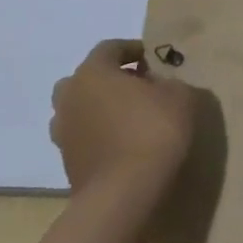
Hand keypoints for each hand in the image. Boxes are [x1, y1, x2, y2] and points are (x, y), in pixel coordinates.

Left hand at [50, 39, 197, 205]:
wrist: (123, 194)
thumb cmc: (152, 132)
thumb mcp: (179, 96)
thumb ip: (169, 82)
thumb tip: (159, 86)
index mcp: (92, 72)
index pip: (110, 48)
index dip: (132, 49)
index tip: (152, 58)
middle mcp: (70, 96)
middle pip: (87, 78)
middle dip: (111, 80)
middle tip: (138, 88)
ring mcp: (63, 132)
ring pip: (80, 110)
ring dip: (100, 110)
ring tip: (128, 120)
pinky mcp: (67, 163)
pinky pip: (84, 138)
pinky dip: (98, 137)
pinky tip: (122, 146)